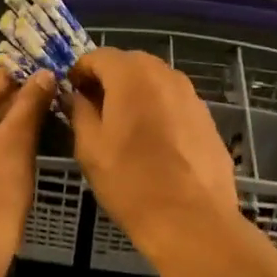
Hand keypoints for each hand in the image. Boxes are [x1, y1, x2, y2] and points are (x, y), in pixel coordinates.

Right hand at [67, 48, 241, 266]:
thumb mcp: (90, 147)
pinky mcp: (207, 118)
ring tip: (123, 126)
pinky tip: (153, 143)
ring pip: (154, 82)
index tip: (70, 93)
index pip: (98, 56)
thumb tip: (76, 96)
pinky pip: (174, 103)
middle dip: (109, 79)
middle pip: (129, 64)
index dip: (80, 71)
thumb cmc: (131, 181)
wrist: (192, 220)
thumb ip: (79, 112)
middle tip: (94, 109)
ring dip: (135, 94)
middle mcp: (165, 74)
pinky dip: (158, 110)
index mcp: (131, 75)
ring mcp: (191, 95)